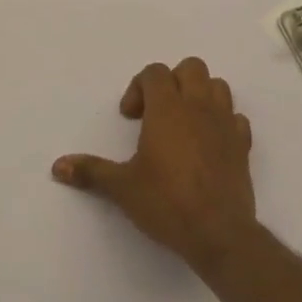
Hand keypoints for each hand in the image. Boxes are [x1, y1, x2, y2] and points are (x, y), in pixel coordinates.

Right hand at [51, 57, 256, 274]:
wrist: (219, 234)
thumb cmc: (167, 203)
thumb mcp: (122, 187)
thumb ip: (91, 171)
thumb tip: (58, 166)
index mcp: (168, 109)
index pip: (155, 72)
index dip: (138, 87)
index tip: (130, 117)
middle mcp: (198, 107)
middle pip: (190, 68)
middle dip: (172, 81)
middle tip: (157, 112)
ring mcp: (225, 124)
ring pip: (218, 86)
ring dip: (200, 95)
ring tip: (184, 122)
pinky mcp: (243, 145)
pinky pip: (236, 118)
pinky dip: (223, 122)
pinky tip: (209, 143)